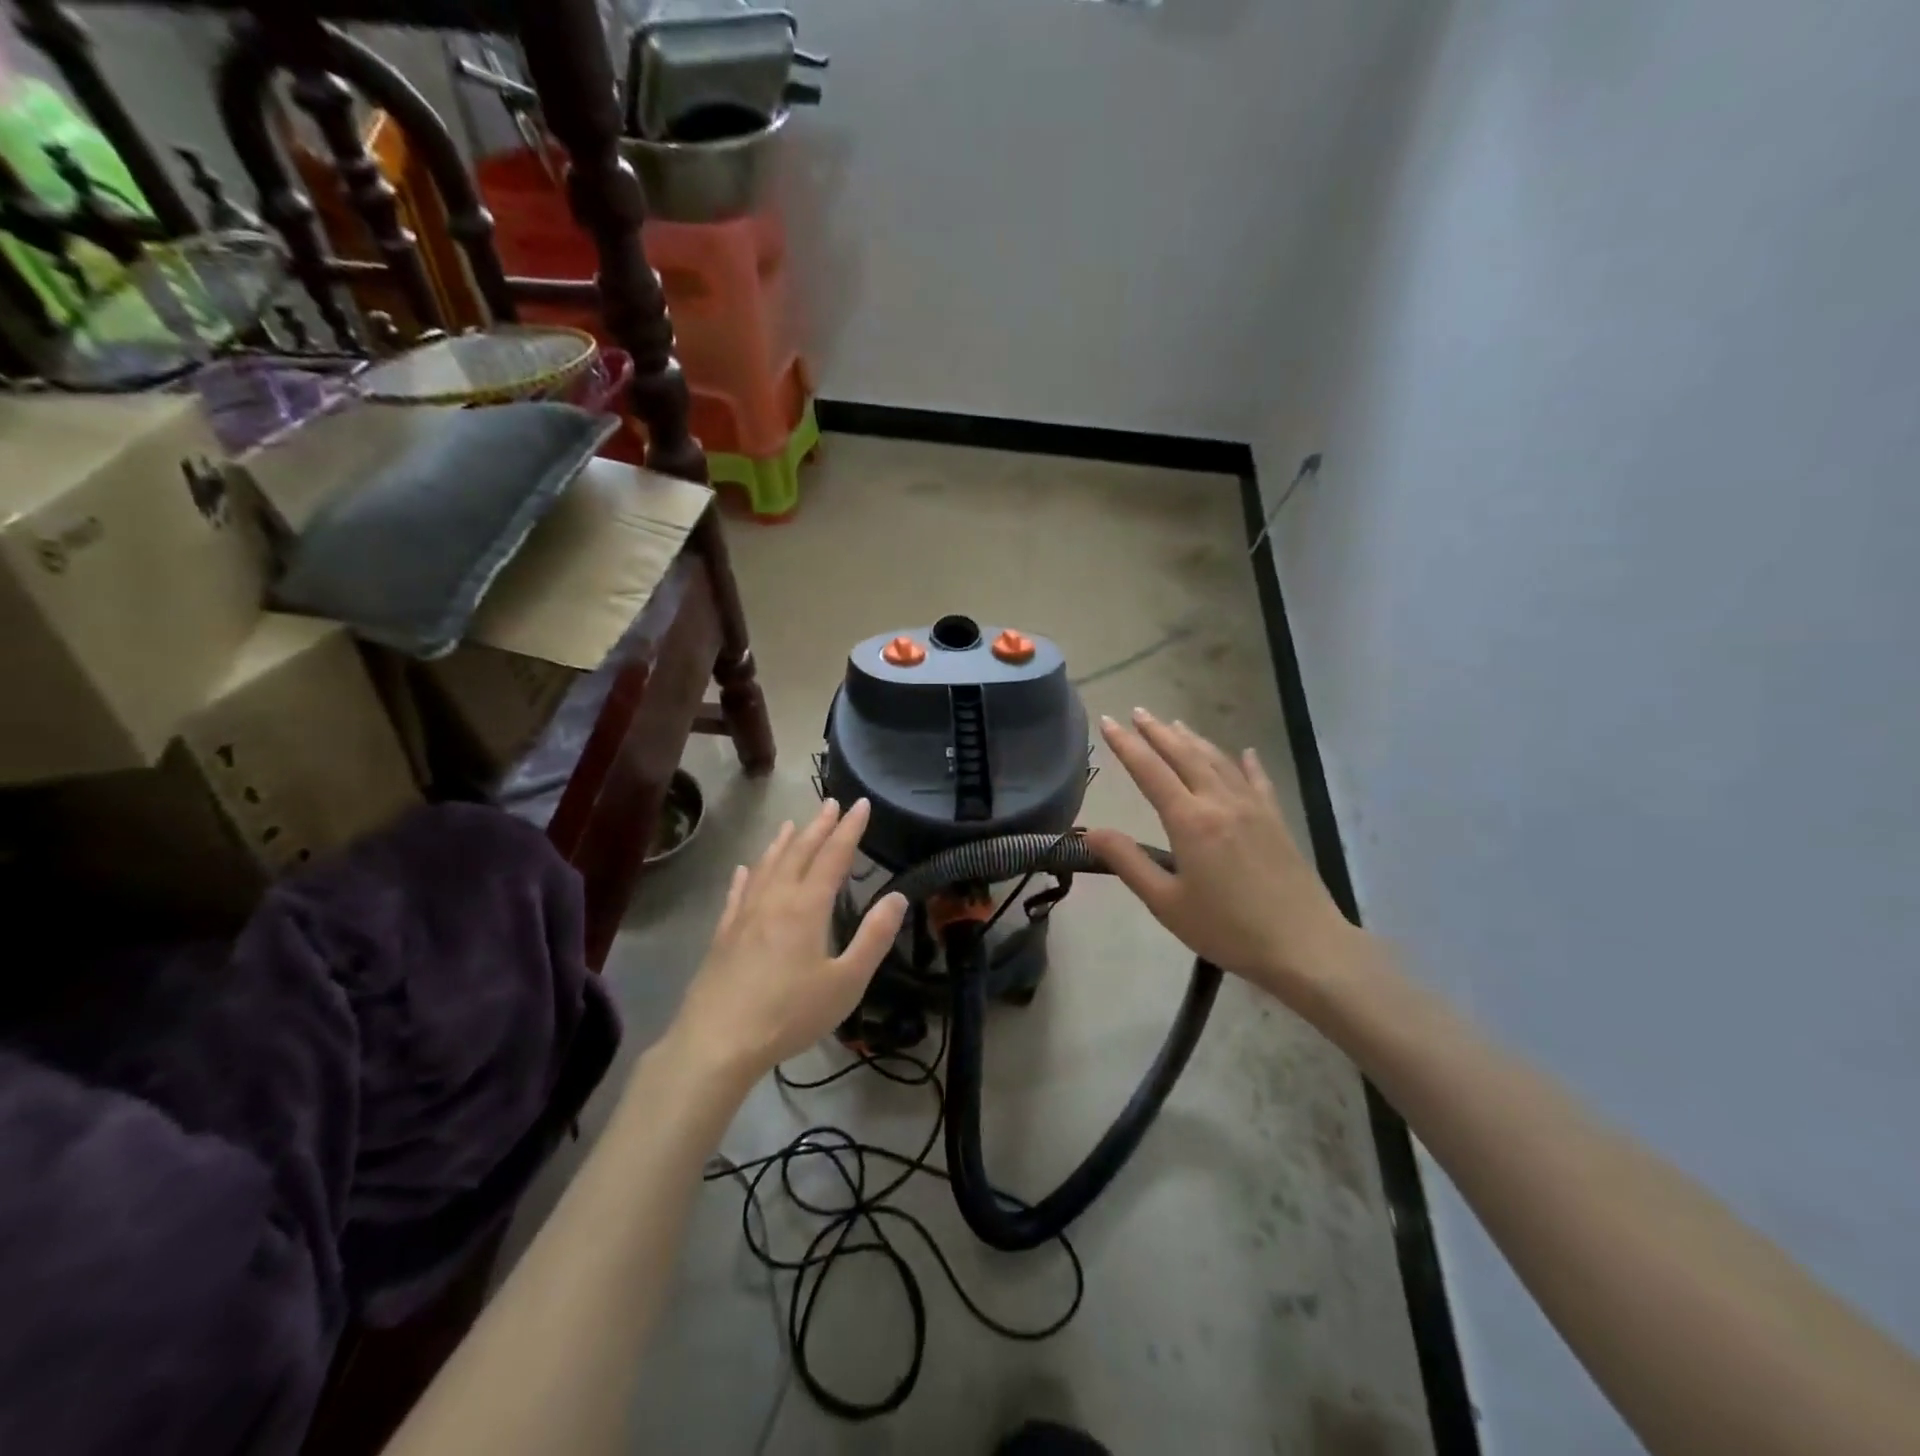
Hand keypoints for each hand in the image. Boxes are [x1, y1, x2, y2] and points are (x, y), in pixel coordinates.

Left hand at [668, 799, 907, 1083]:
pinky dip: (746, 875)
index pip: (833, 856)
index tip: (860, 803)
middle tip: (830, 804)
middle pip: (798, 853)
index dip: (849, 829)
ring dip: (783, 842)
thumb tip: (897, 897)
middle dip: (818, 826)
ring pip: (767, 867)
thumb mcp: (846, 982)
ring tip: (792, 824)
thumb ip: (873, 937)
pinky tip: (745, 869)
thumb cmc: (790, 1014)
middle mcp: (775, 900)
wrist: (717, 1042)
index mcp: (807, 907)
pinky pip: (737, 893)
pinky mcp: (723, 935)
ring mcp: (744, 915)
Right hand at [1085, 709, 1358, 1001]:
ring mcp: (1253, 807)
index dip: (1126, 744)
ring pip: (1217, 761)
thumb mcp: (1166, 903)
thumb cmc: (1228, 929)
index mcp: (1190, 820)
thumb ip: (1128, 862)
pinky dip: (1247, 762)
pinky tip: (1245, 751)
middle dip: (1157, 731)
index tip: (1107, 721)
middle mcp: (1220, 802)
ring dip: (1193, 739)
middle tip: (1137, 711)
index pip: (1150, 771)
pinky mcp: (1276, 820)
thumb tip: (1091, 831)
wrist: (1305, 946)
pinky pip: (1258, 780)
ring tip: (1174, 723)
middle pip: (1184, 755)